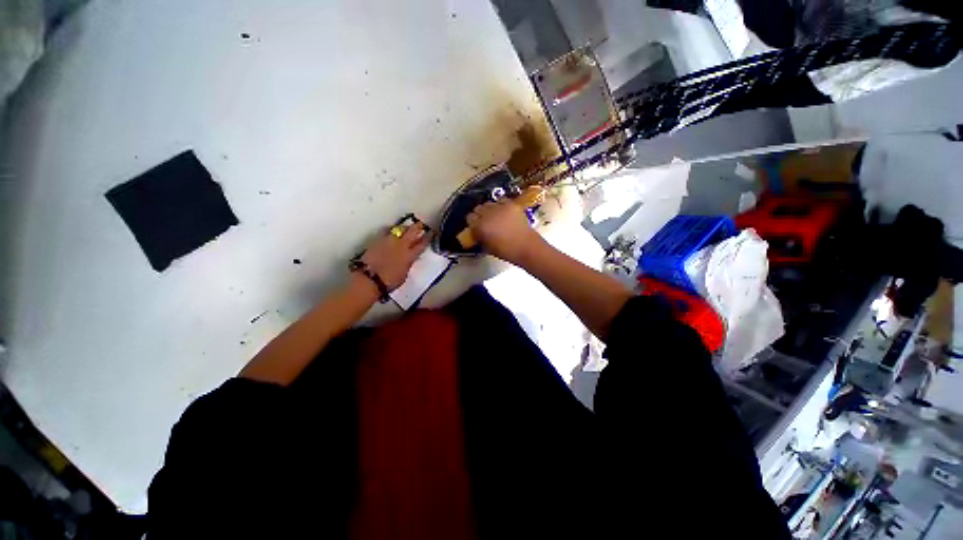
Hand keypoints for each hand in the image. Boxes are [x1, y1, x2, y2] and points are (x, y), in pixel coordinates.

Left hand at [359, 222, 431, 290]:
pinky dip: (390, 230)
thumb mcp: (404, 275)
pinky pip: (386, 232)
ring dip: (404, 227)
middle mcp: (401, 246)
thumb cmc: (389, 282)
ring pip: (399, 230)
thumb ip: (408, 264)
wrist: (370, 279)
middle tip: (420, 224)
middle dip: (417, 227)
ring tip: (407, 226)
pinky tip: (391, 230)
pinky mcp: (377, 241)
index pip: (422, 244)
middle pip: (411, 232)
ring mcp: (388, 242)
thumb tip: (408, 260)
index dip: (427, 238)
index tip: (430, 232)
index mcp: (410, 256)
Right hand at [466, 200, 541, 263]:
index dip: (472, 223)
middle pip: (478, 208)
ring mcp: (499, 207)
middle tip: (484, 222)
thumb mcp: (487, 247)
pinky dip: (500, 205)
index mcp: (479, 226)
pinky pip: (501, 200)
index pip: (469, 218)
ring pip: (488, 203)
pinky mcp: (511, 204)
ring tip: (494, 216)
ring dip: (489, 209)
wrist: (526, 247)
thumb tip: (477, 232)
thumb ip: (480, 237)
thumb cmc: (506, 251)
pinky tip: (503, 212)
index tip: (475, 227)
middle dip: (479, 215)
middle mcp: (487, 214)